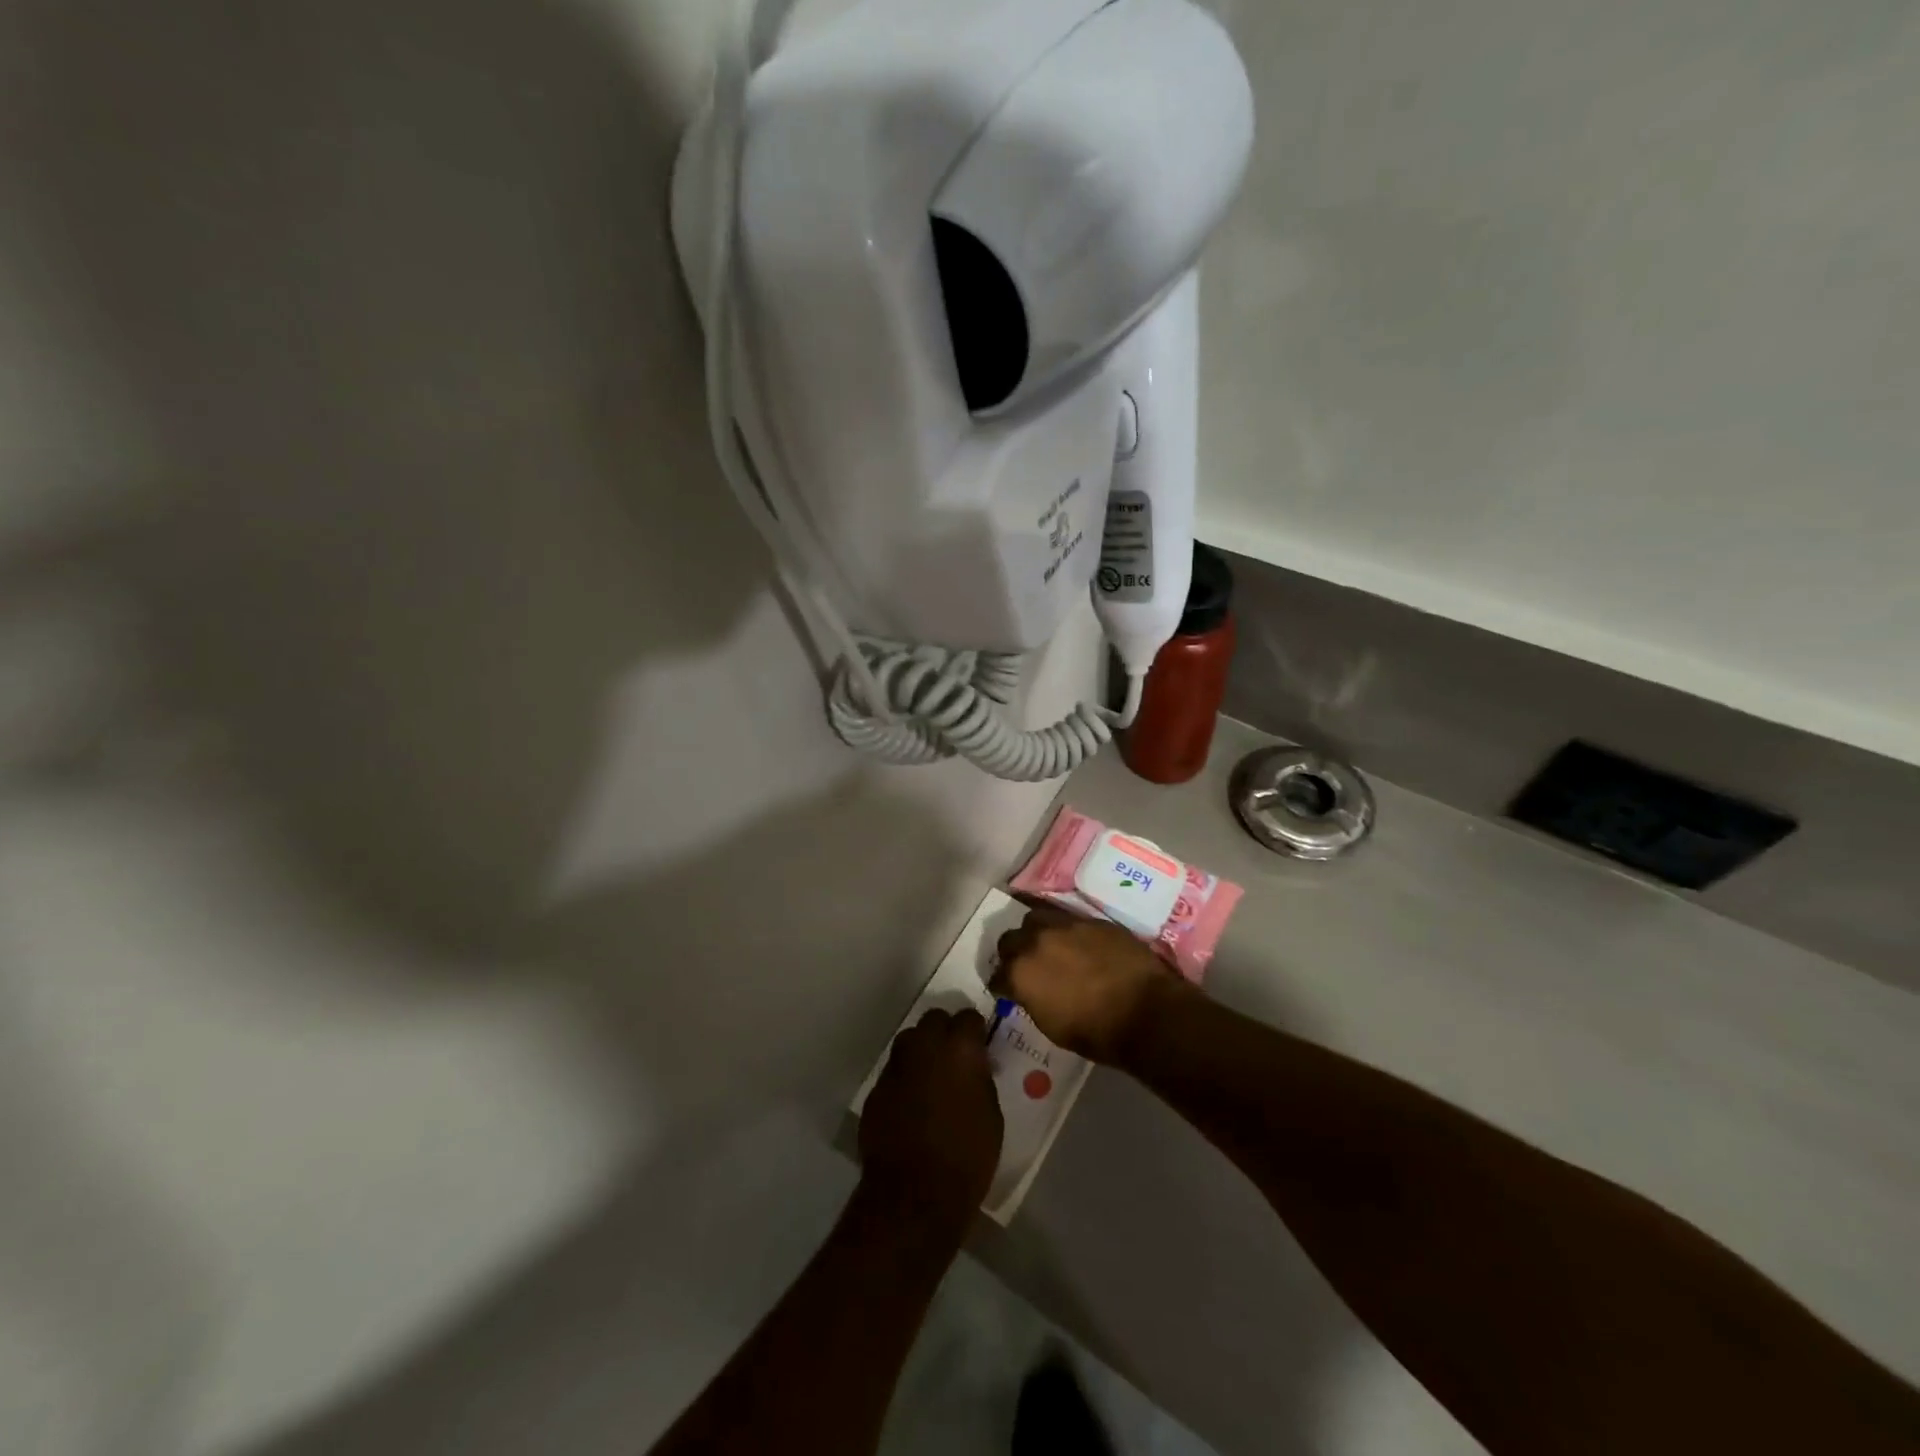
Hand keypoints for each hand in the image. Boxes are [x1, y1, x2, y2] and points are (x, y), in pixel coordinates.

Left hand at [859, 1008, 1002, 1221]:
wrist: (914, 1195)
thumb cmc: (966, 1157)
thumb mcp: (991, 1114)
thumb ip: (979, 1079)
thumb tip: (973, 1068)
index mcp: (960, 1048)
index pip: (969, 1017)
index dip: (975, 1030)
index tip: (980, 1045)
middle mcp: (925, 1046)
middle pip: (934, 1019)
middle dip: (945, 1031)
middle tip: (955, 1056)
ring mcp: (896, 1066)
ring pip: (909, 1041)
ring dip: (922, 1051)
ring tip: (931, 1077)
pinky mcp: (876, 1089)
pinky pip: (894, 1072)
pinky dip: (904, 1079)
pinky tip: (911, 1104)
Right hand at [993, 903, 1187, 1064]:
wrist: (1146, 1012)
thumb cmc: (1096, 1032)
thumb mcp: (1051, 1025)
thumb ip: (1032, 999)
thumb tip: (1030, 991)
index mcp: (1020, 973)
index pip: (997, 976)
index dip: (1003, 985)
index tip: (1009, 991)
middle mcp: (1035, 941)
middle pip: (1010, 940)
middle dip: (1014, 953)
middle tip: (1026, 966)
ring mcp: (1064, 925)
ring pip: (1036, 918)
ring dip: (1036, 933)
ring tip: (1049, 946)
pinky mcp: (1090, 919)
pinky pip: (1067, 919)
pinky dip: (1066, 931)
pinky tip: (1077, 945)